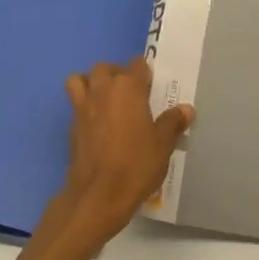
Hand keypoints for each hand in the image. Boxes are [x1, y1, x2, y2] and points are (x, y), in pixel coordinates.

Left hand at [43, 59, 193, 254]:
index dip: (146, 73)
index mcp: (127, 88)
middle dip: (117, 74)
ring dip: (92, 84)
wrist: (98, 195)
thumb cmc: (136, 165)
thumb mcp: (163, 145)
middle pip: (105, 68)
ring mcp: (82, 107)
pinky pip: (75, 105)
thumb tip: (186, 109)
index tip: (153, 88)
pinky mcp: (72, 127)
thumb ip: (173, 122)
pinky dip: (84, 107)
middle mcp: (102, 90)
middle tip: (131, 94)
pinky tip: (98, 125)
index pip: (137, 64)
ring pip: (80, 80)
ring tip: (106, 101)